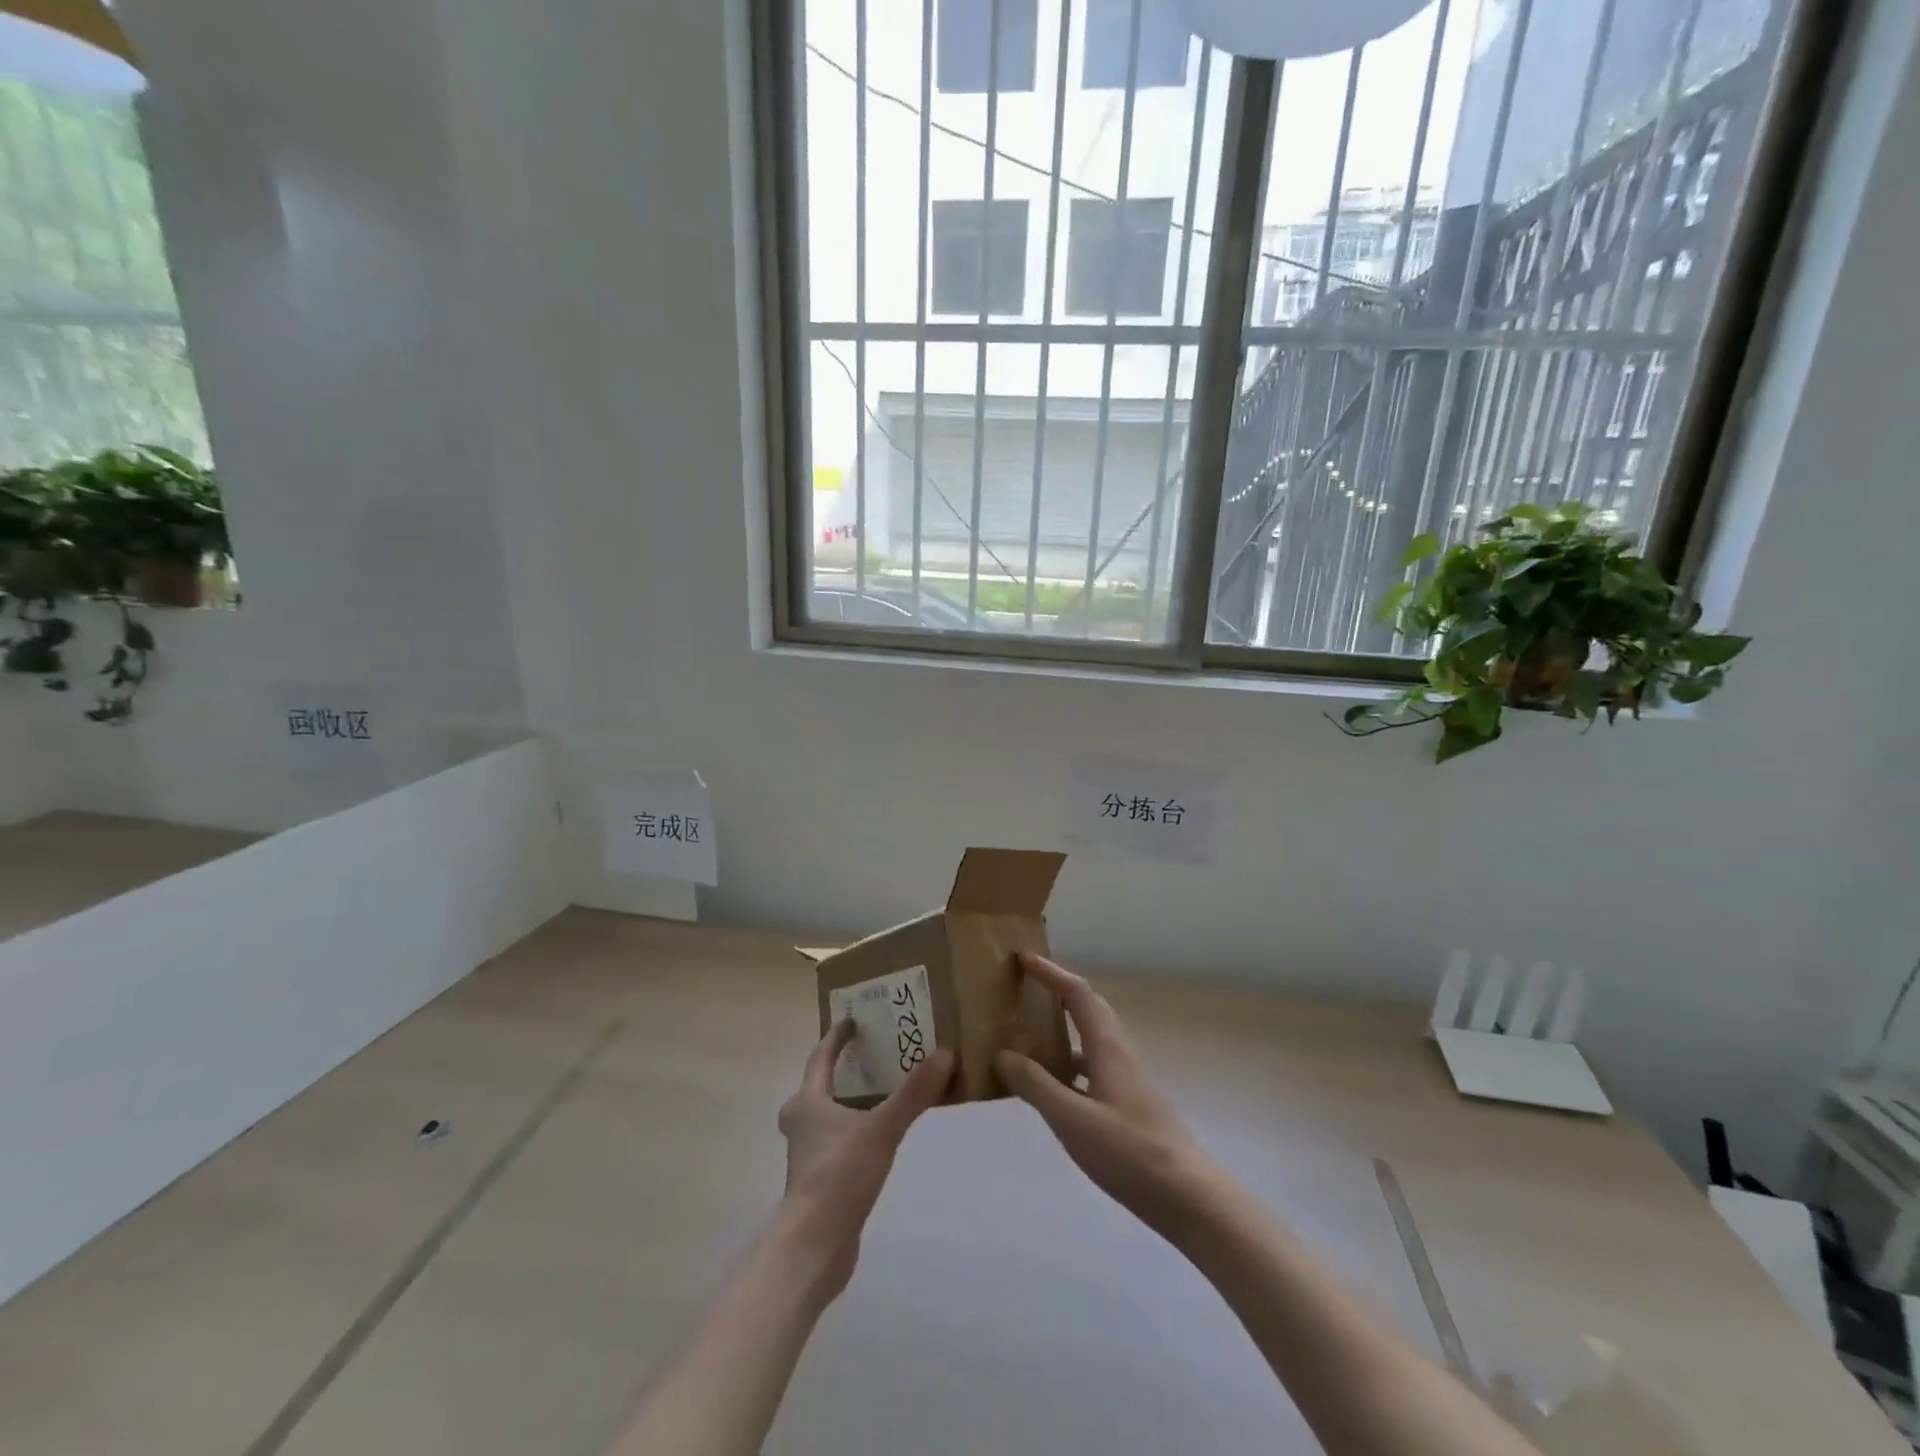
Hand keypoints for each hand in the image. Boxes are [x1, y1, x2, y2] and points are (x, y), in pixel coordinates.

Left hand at [775, 1020, 954, 1300]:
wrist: (812, 1249)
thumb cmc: (838, 1177)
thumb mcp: (882, 1129)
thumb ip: (914, 1093)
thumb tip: (946, 1052)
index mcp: (807, 1102)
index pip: (820, 1057)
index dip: (836, 1037)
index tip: (853, 1019)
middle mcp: (802, 1123)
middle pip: (820, 1086)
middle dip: (842, 1070)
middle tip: (871, 1057)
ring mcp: (808, 1155)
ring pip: (829, 1116)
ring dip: (850, 1102)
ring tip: (884, 1093)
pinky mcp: (819, 1183)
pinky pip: (840, 1142)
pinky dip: (857, 1131)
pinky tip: (881, 1138)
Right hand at [997, 954, 1215, 1238]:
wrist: (1187, 1197)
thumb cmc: (1128, 1152)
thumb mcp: (1072, 1119)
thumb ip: (1036, 1085)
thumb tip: (1003, 1053)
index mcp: (1108, 1047)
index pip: (1078, 994)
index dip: (1051, 973)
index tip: (1023, 959)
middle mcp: (1119, 1054)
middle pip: (1089, 1009)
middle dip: (1058, 992)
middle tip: (1026, 989)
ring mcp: (1127, 1081)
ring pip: (1091, 1040)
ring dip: (1063, 1029)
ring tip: (1029, 1036)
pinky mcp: (1129, 1106)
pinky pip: (1093, 1068)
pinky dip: (1070, 1065)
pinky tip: (1054, 1088)